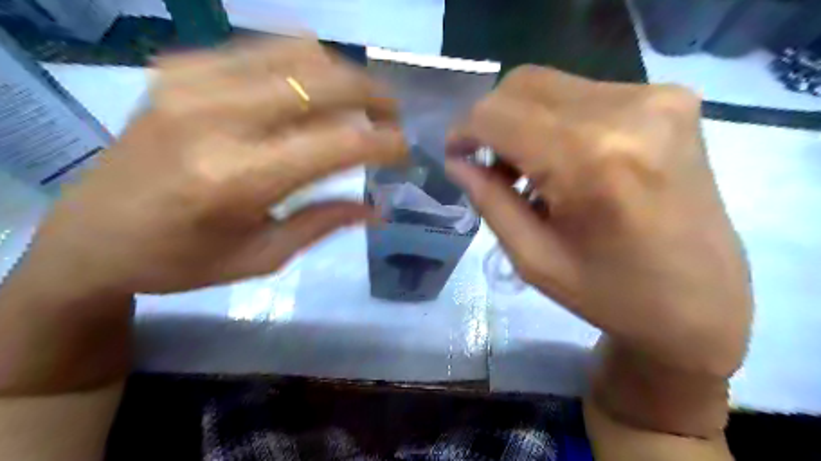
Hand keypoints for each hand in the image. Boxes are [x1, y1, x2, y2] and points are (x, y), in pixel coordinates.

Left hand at [19, 38, 403, 294]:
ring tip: (360, 104)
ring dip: (343, 77)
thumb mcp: (262, 258)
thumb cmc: (181, 261)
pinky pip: (265, 49)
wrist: (90, 235)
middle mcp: (217, 118)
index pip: (338, 143)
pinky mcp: (180, 69)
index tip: (405, 150)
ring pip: (300, 53)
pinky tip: (314, 92)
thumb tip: (378, 208)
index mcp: (237, 179)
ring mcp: (193, 83)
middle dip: (374, 96)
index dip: (384, 142)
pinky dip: (305, 66)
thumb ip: (325, 223)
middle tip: (392, 118)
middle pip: (324, 82)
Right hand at [446, 66, 752, 433]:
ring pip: (550, 86)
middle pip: (523, 85)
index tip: (455, 156)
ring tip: (527, 170)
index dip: (464, 131)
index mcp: (590, 159)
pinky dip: (555, 121)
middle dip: (491, 122)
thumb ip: (488, 199)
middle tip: (489, 166)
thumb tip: (456, 160)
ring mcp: (656, 98)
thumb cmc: (610, 295)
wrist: (701, 302)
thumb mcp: (533, 257)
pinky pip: (583, 94)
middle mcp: (627, 111)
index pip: (497, 114)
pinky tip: (562, 160)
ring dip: (522, 122)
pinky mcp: (671, 99)